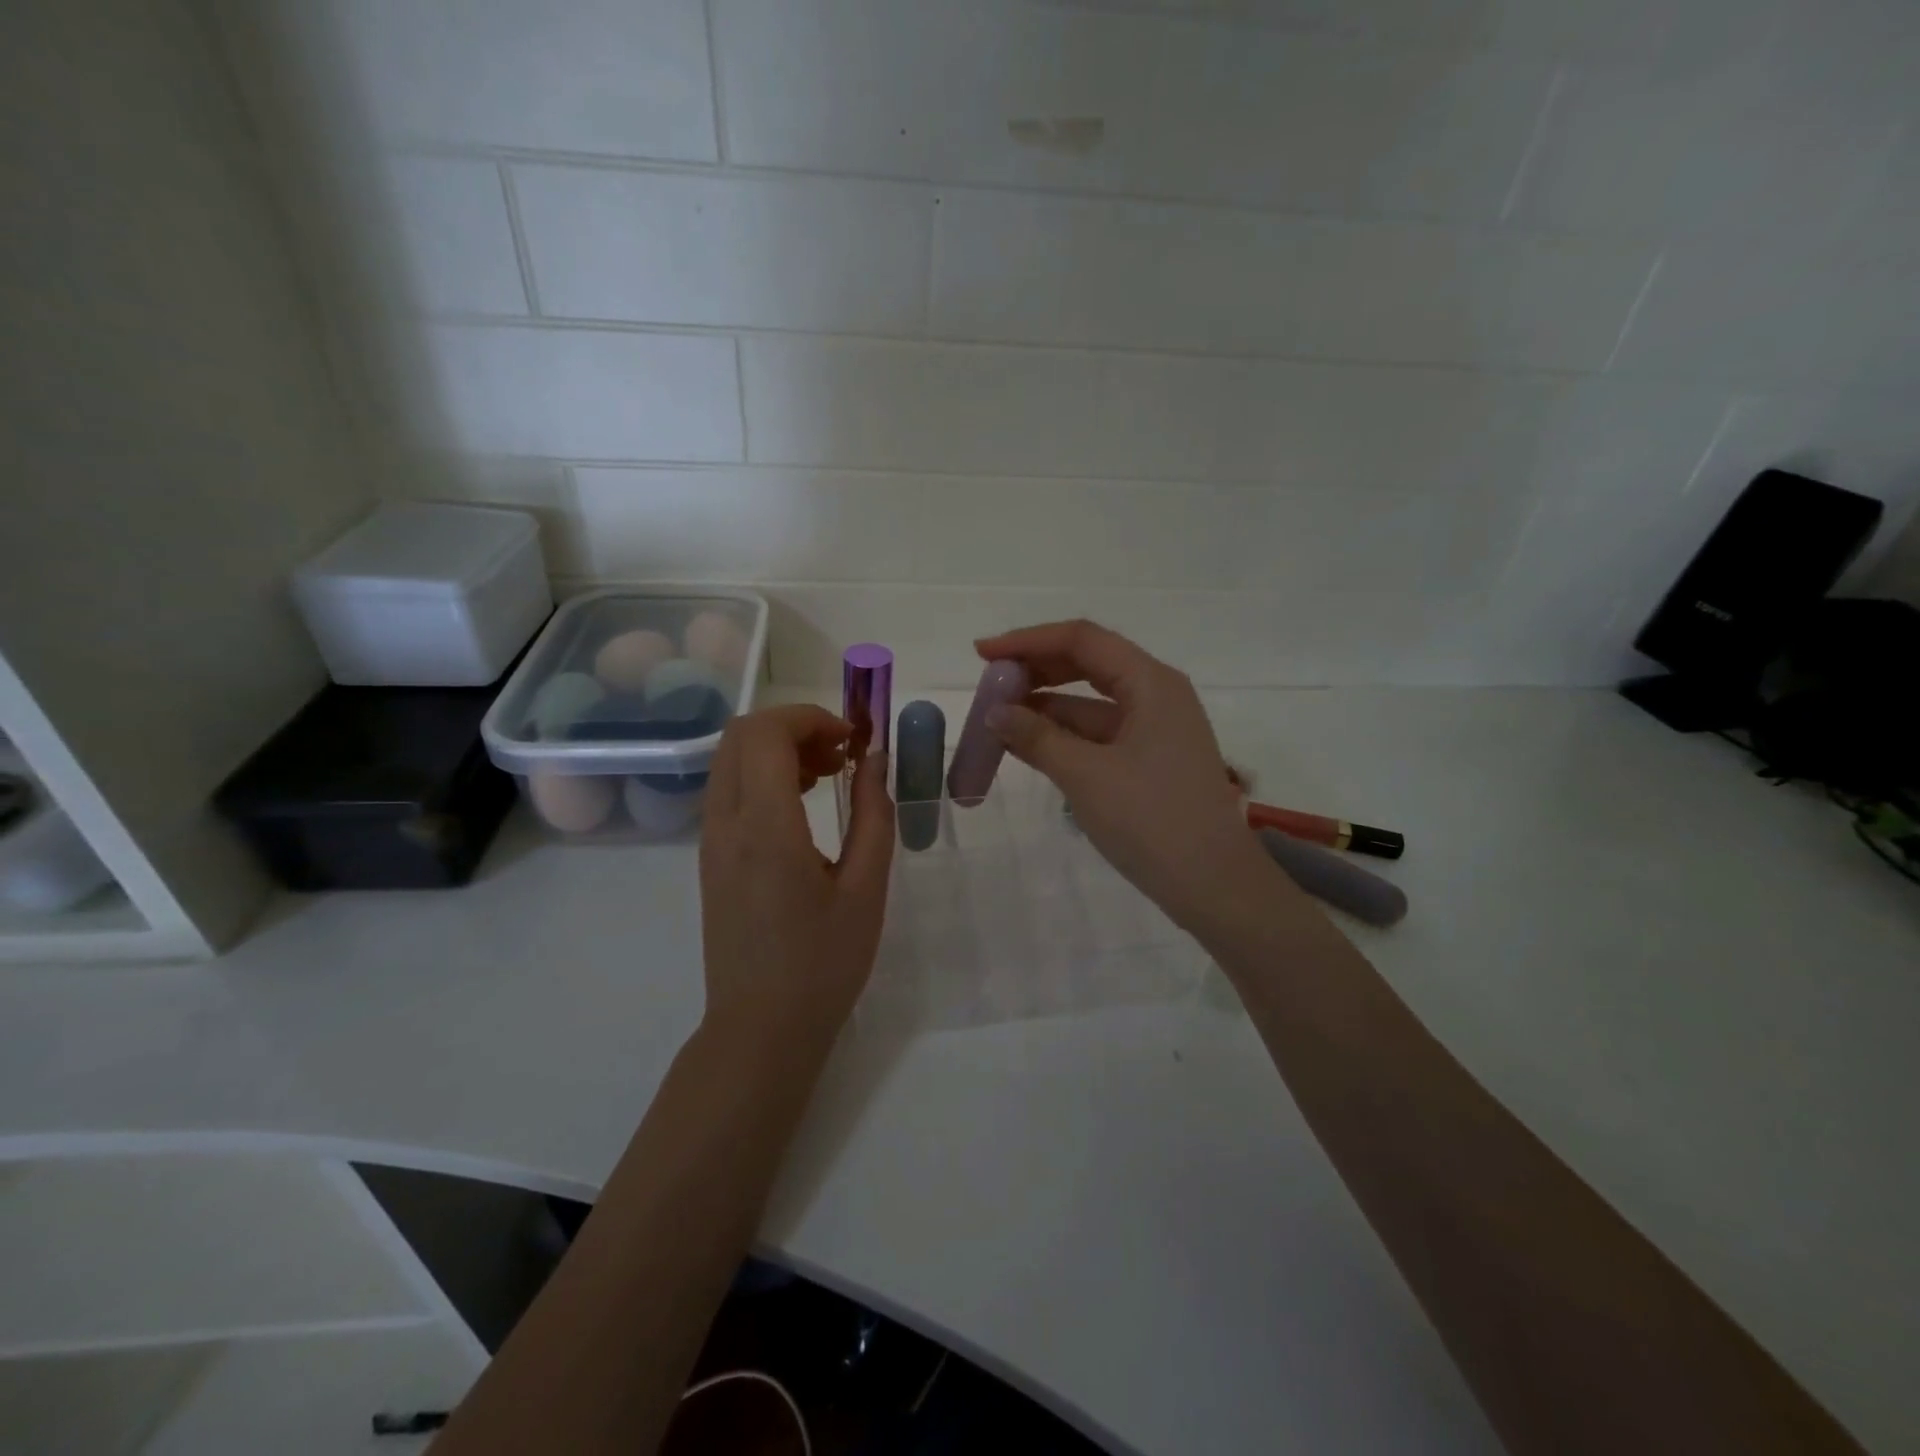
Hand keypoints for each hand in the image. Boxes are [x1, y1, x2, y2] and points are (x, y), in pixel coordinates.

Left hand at [698, 705, 894, 1048]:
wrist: (761, 1030)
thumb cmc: (823, 964)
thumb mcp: (866, 888)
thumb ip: (873, 814)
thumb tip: (874, 760)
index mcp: (765, 828)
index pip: (766, 733)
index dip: (812, 718)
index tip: (853, 742)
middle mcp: (725, 824)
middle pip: (740, 734)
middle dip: (793, 727)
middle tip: (840, 755)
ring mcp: (709, 841)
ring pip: (729, 759)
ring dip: (777, 749)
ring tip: (827, 777)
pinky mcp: (709, 858)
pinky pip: (727, 789)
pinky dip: (762, 775)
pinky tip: (801, 806)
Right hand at [974, 620, 1268, 930]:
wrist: (1214, 885)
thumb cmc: (1152, 821)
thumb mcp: (1086, 776)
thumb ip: (1037, 738)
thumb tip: (994, 713)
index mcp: (1151, 683)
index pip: (1082, 639)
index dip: (1028, 641)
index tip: (982, 654)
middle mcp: (1157, 694)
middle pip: (1087, 664)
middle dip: (1036, 670)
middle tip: (989, 685)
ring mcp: (1155, 728)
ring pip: (1090, 702)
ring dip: (1045, 707)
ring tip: (997, 718)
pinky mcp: (1150, 760)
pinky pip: (1098, 734)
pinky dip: (1063, 736)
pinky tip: (1027, 745)